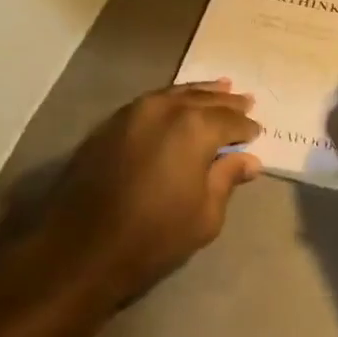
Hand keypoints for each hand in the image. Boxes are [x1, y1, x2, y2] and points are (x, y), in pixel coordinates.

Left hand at [44, 80, 262, 305]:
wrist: (80, 248)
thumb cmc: (152, 236)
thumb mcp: (204, 215)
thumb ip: (227, 179)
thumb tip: (249, 160)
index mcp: (194, 127)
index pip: (230, 120)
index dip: (246, 127)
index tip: (257, 132)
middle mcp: (165, 108)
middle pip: (203, 99)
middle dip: (226, 101)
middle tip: (246, 99)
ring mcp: (133, 111)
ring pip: (176, 94)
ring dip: (200, 93)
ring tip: (219, 88)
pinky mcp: (111, 123)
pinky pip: (152, 102)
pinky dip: (172, 101)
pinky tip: (179, 106)